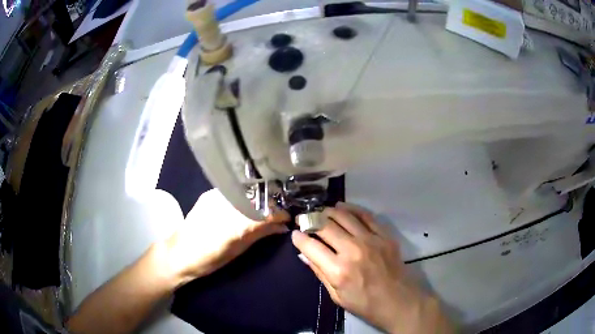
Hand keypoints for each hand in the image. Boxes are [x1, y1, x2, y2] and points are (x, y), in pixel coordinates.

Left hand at [164, 189, 289, 284]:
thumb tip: (282, 227)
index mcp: (233, 224)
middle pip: (256, 198)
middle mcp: (225, 204)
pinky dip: (245, 197)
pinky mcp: (209, 194)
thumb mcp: (238, 250)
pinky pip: (234, 191)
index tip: (288, 217)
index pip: (264, 212)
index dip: (279, 213)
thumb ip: (260, 234)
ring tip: (266, 208)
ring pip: (246, 192)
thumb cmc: (209, 259)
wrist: (179, 253)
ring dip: (259, 199)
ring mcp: (216, 195)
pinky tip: (248, 204)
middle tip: (279, 212)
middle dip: (271, 204)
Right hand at [292, 203, 453, 333]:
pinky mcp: (384, 235)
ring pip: (344, 216)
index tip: (295, 234)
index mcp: (338, 270)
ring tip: (322, 212)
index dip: (299, 238)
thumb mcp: (336, 295)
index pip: (311, 246)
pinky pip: (366, 216)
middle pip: (325, 227)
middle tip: (305, 219)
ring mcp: (371, 240)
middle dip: (311, 220)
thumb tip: (305, 254)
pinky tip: (343, 207)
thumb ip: (320, 272)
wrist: (398, 300)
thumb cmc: (364, 303)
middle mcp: (353, 251)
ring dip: (329, 212)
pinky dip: (352, 209)